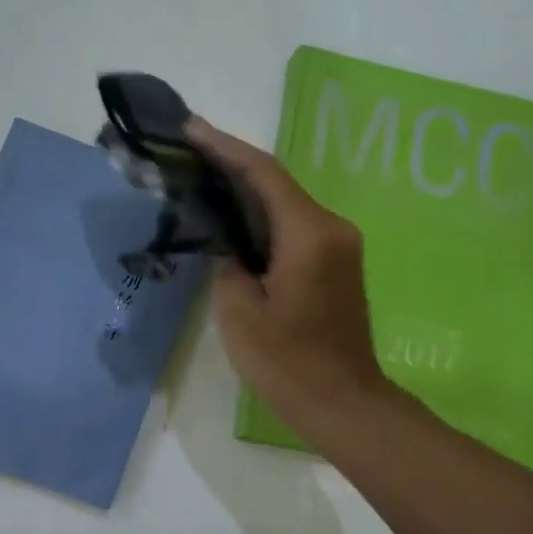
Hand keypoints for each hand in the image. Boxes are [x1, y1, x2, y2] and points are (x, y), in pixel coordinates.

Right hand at [186, 117, 395, 442]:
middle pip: (278, 184)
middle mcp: (332, 229)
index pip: (264, 174)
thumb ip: (228, 266)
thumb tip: (229, 246)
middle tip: (189, 157)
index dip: (225, 148)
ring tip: (204, 185)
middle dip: (233, 167)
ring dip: (248, 195)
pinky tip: (236, 225)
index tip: (190, 129)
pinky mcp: (339, 266)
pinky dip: (265, 221)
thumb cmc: (289, 364)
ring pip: (288, 206)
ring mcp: (341, 247)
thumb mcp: (239, 315)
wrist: (344, 404)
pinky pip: (297, 229)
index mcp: (309, 235)